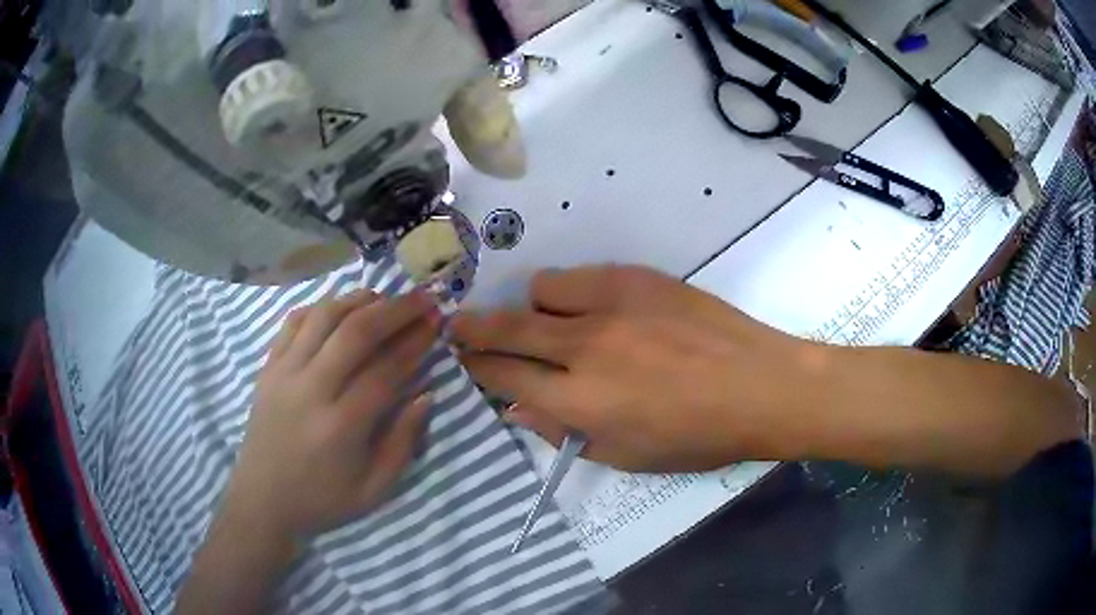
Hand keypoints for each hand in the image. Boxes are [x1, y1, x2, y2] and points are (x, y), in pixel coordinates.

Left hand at [224, 289, 439, 541]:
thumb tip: (425, 396)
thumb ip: (403, 443)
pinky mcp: (268, 367)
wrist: (262, 498)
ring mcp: (284, 373)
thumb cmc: (322, 499)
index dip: (414, 344)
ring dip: (358, 300)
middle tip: (421, 298)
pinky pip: (293, 322)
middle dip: (395, 310)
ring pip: (323, 317)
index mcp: (341, 426)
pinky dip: (320, 308)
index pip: (385, 371)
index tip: (435, 324)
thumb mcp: (373, 489)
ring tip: (384, 297)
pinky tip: (339, 308)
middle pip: (355, 332)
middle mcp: (311, 390)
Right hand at [452, 266, 822, 471]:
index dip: (477, 368)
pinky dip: (573, 293)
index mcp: (579, 400)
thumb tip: (518, 408)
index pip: (504, 376)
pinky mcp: (637, 279)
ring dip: (534, 309)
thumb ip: (563, 431)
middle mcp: (583, 347)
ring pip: (540, 291)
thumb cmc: (696, 437)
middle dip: (473, 329)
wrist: (759, 386)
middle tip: (459, 327)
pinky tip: (593, 309)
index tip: (464, 360)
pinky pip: (582, 276)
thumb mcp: (624, 456)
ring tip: (553, 324)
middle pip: (506, 329)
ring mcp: (611, 305)